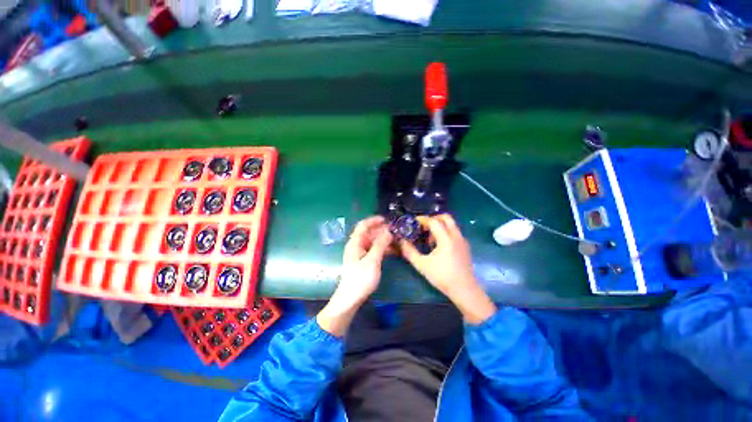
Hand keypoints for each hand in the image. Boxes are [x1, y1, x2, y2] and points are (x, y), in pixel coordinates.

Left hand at [317, 216, 392, 335]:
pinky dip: (383, 249)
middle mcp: (357, 245)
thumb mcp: (372, 260)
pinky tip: (393, 251)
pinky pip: (374, 250)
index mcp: (355, 243)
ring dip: (384, 240)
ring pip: (373, 242)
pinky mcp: (364, 261)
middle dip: (383, 231)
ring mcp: (360, 253)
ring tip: (398, 240)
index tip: (387, 220)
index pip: (363, 225)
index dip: (374, 220)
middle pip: (370, 233)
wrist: (350, 299)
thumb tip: (389, 231)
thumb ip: (380, 244)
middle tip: (397, 231)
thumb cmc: (360, 278)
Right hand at [400, 214, 495, 324]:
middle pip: (446, 217)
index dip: (423, 219)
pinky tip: (439, 245)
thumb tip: (401, 241)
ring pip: (451, 224)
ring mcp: (462, 240)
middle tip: (423, 226)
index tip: (414, 222)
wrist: (464, 289)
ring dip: (440, 226)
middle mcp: (456, 236)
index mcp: (446, 239)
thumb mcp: (422, 265)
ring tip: (429, 238)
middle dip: (433, 218)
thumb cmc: (442, 277)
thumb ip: (410, 252)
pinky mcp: (465, 246)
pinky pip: (454, 232)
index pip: (434, 221)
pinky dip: (446, 232)